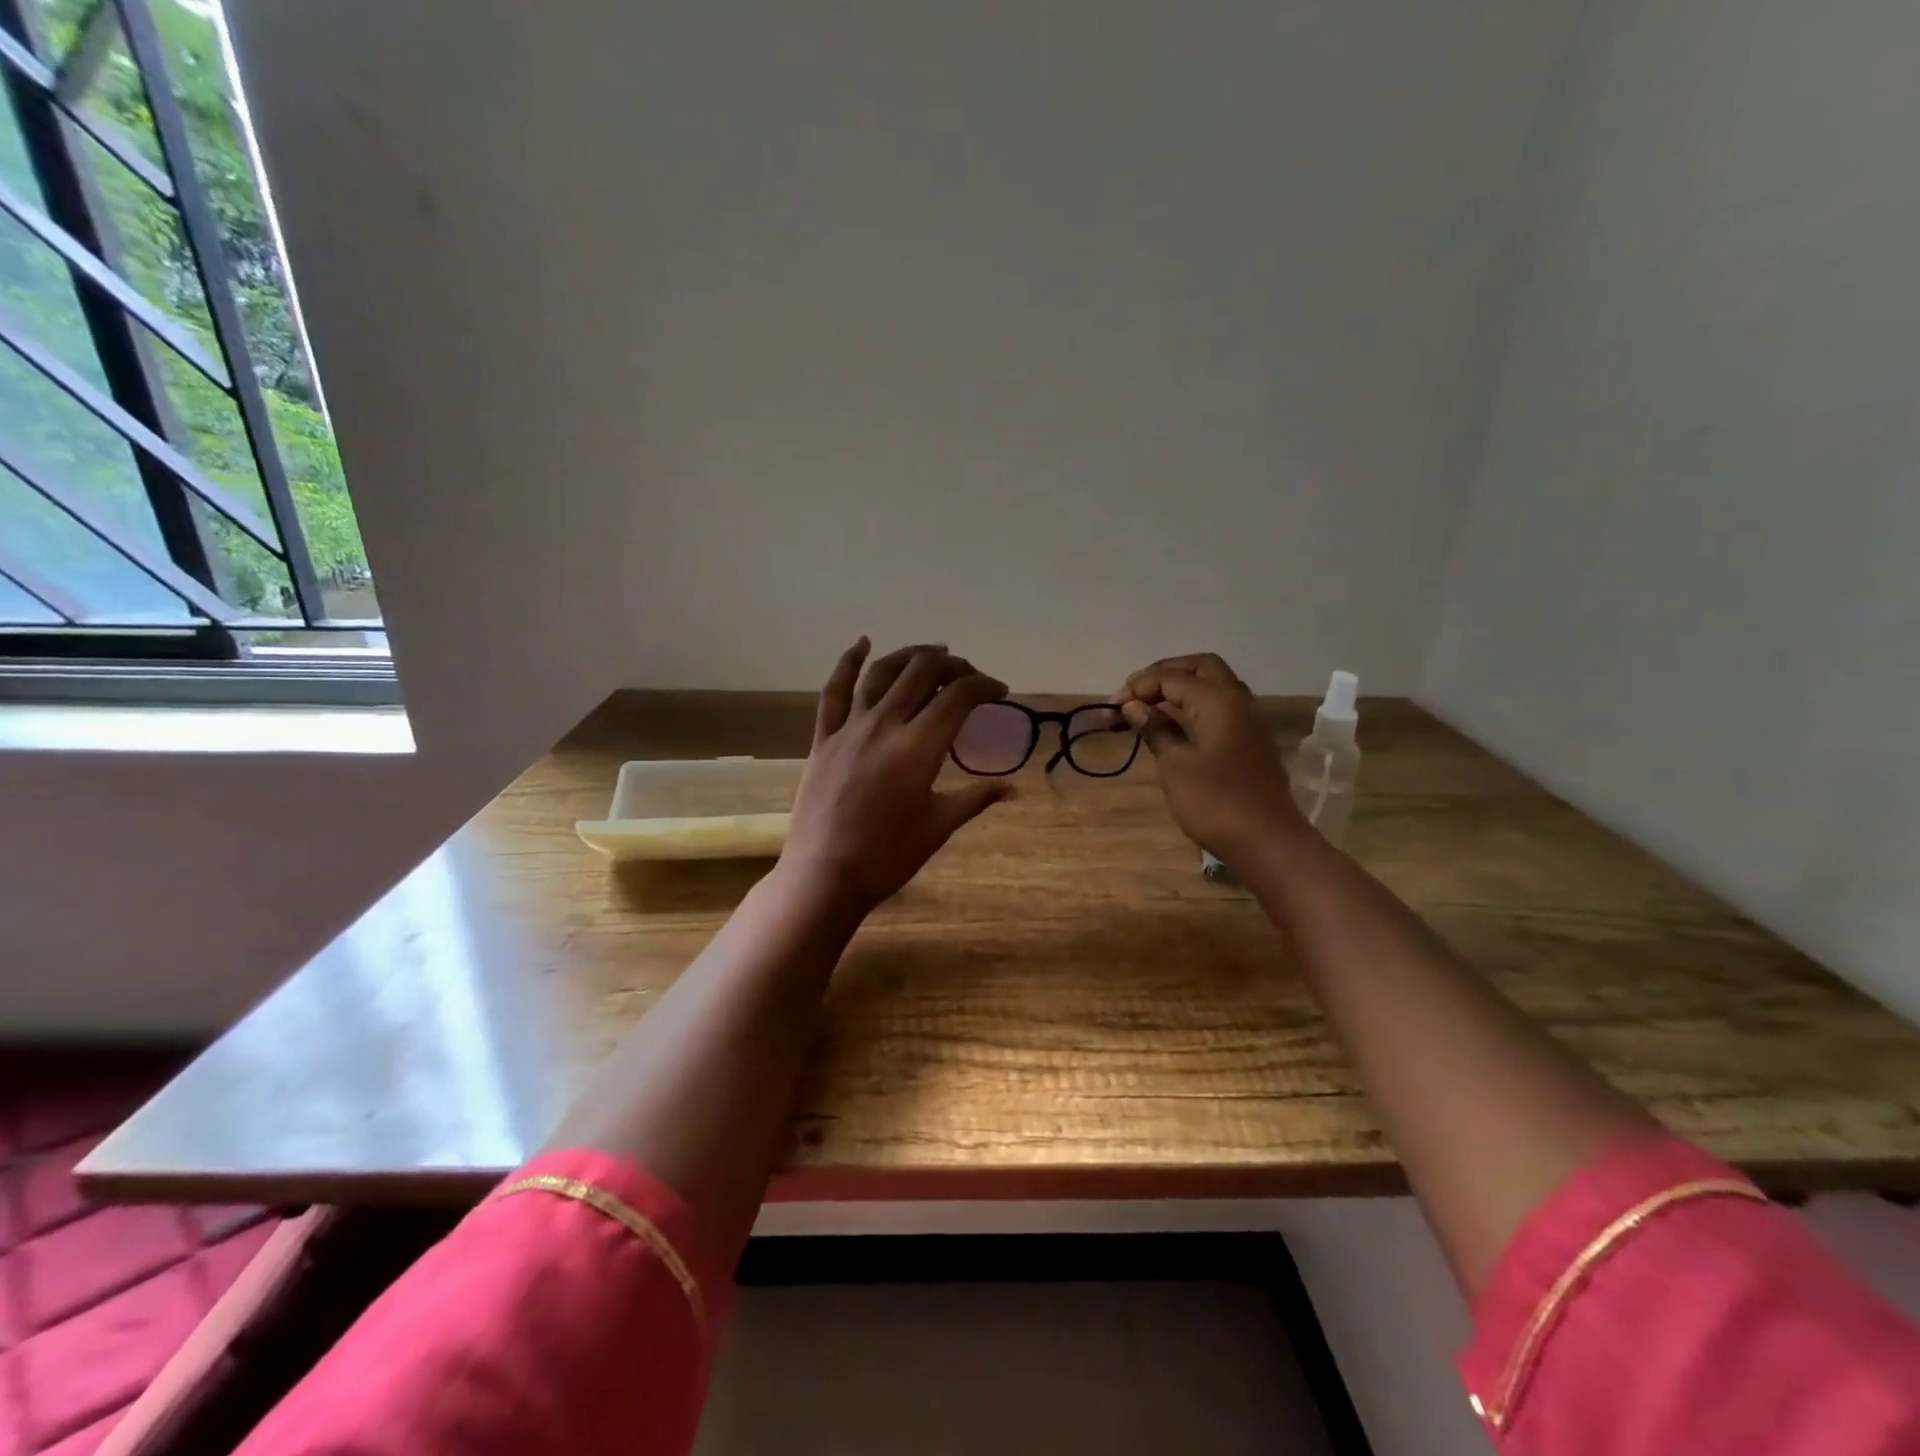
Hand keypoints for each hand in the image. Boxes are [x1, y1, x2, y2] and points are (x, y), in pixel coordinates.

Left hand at [782, 639, 1015, 911]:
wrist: (825, 875)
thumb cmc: (888, 856)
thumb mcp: (939, 826)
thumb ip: (976, 798)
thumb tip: (1013, 788)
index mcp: (919, 747)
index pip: (959, 697)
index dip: (984, 686)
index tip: (999, 690)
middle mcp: (884, 725)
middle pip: (922, 673)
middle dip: (952, 666)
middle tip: (968, 675)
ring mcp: (849, 728)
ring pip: (881, 673)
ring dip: (910, 655)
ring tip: (931, 652)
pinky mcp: (823, 738)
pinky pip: (834, 691)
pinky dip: (848, 662)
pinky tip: (862, 643)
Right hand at [1116, 653, 1307, 862]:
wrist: (1266, 841)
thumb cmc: (1215, 802)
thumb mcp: (1175, 766)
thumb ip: (1155, 730)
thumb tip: (1134, 706)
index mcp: (1217, 700)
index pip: (1170, 677)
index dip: (1138, 687)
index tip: (1111, 709)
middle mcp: (1237, 700)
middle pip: (1200, 667)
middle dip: (1164, 674)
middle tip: (1135, 695)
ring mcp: (1248, 720)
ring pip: (1213, 685)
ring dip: (1181, 689)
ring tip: (1149, 709)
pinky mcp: (1250, 741)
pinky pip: (1220, 707)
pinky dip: (1195, 707)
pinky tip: (1174, 727)